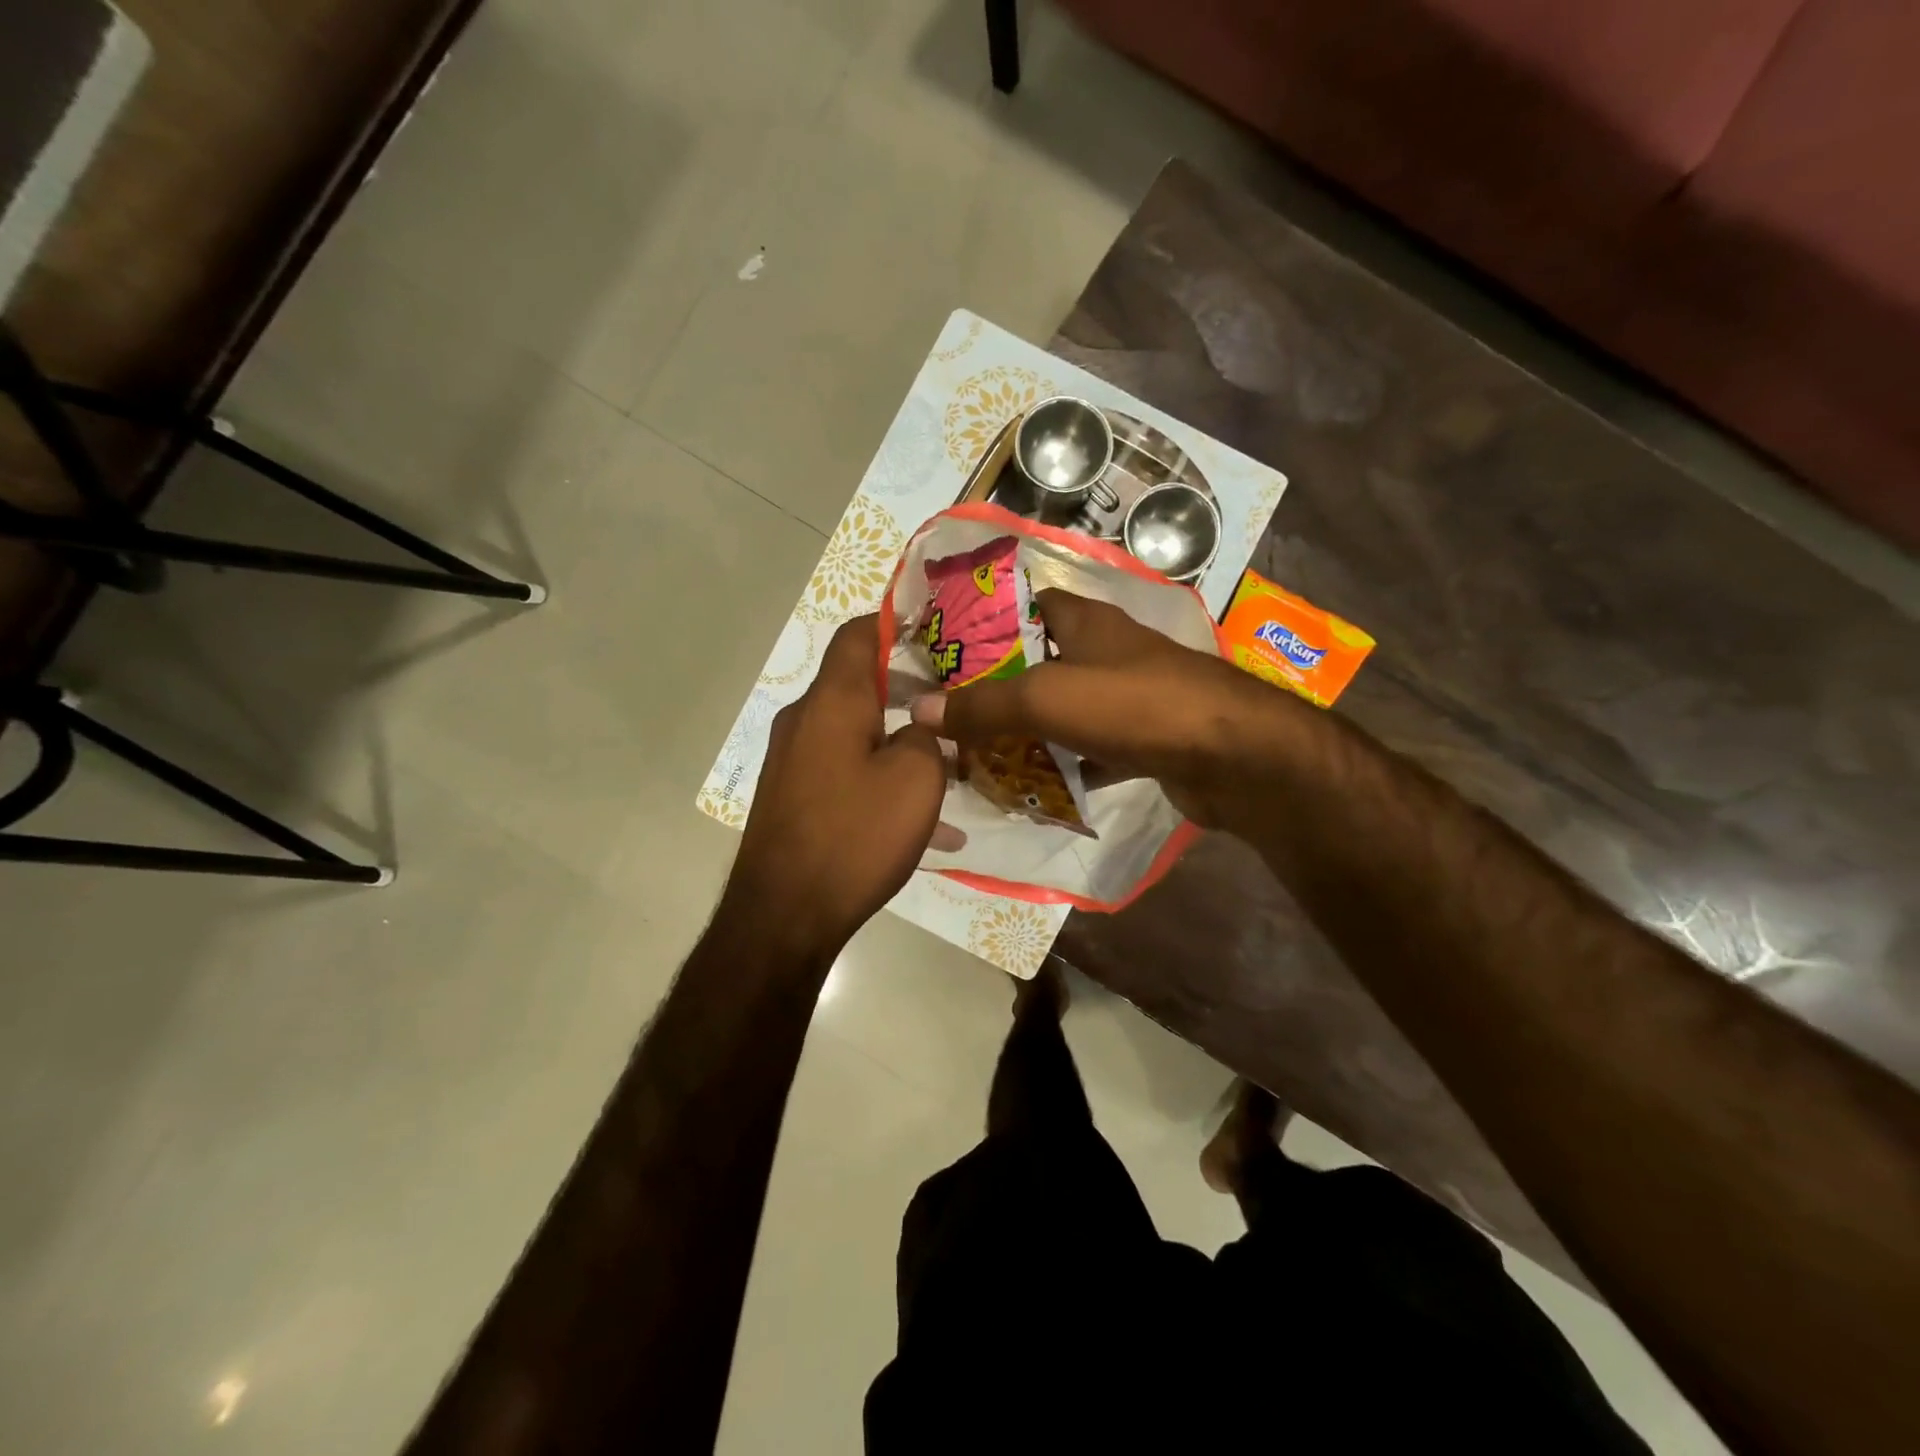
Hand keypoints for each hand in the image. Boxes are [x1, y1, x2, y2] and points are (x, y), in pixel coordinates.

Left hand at [724, 615, 946, 958]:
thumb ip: (927, 737)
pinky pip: (841, 768)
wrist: (783, 914)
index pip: (857, 634)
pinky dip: (877, 776)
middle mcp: (803, 720)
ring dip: (896, 737)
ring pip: (852, 730)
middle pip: (856, 683)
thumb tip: (917, 730)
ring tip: (945, 765)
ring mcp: (791, 760)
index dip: (892, 621)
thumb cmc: (855, 835)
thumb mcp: (916, 779)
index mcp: (832, 702)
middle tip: (952, 701)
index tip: (930, 625)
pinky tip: (917, 822)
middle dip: (906, 686)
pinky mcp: (790, 796)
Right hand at [910, 589, 1291, 830]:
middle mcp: (1107, 652)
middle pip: (1040, 662)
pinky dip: (1066, 765)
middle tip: (952, 716)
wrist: (1233, 756)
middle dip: (999, 687)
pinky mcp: (1145, 739)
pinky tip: (1035, 788)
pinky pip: (1091, 749)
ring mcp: (1129, 697)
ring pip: (1065, 709)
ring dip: (1029, 731)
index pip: (1025, 605)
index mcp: (1085, 622)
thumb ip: (983, 705)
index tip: (945, 652)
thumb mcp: (1047, 698)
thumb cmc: (1135, 705)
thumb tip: (918, 709)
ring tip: (979, 755)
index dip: (984, 622)